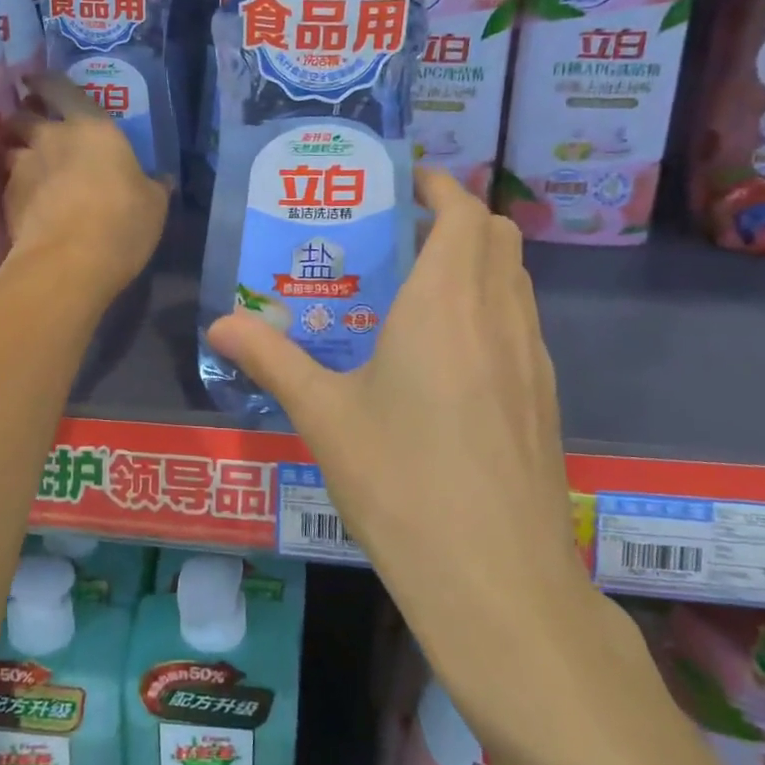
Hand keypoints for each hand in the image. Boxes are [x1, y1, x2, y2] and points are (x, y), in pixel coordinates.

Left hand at [2, 73, 168, 306]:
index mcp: (93, 128)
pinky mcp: (6, 197)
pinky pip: (6, 180)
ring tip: (23, 160)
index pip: (62, 89)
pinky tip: (23, 197)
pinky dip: (13, 183)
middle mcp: (52, 138)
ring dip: (14, 148)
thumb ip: (153, 186)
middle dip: (26, 115)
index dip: (47, 82)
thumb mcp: (153, 204)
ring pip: (8, 145)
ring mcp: (24, 166)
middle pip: (25, 115)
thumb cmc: (122, 222)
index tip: (35, 80)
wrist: (69, 261)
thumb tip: (162, 179)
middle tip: (31, 123)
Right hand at [205, 169, 609, 716]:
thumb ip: (272, 359)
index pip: (461, 211)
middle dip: (456, 217)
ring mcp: (533, 358)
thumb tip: (219, 325)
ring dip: (476, 262)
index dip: (437, 185)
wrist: (498, 582)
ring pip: (514, 279)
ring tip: (417, 288)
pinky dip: (490, 306)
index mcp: (446, 303)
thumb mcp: (325, 416)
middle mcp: (499, 316)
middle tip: (400, 234)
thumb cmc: (403, 483)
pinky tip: (446, 356)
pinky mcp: (545, 398)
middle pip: (498, 235)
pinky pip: (521, 323)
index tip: (401, 182)